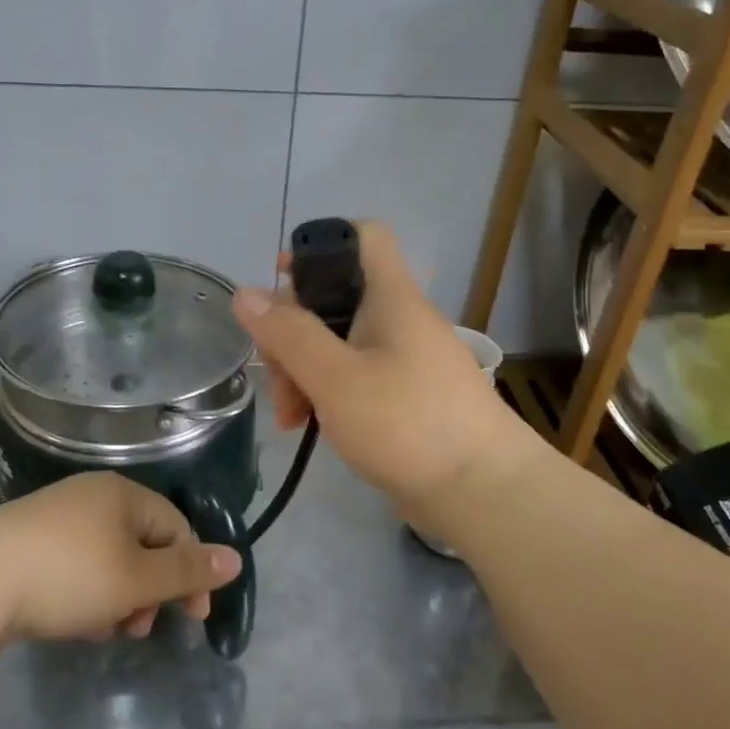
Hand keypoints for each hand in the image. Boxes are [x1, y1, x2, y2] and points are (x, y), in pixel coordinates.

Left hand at [0, 473, 242, 649]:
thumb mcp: (136, 578)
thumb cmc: (67, 574)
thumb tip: (235, 558)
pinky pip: (76, 568)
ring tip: (109, 631)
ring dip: (120, 598)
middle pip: (142, 544)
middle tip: (142, 628)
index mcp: (123, 495)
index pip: (176, 528)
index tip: (193, 619)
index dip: (191, 573)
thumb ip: (187, 572)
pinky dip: (87, 595)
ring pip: (108, 560)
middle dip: (151, 590)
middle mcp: (92, 498)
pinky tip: (77, 623)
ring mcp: (56, 520)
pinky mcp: (28, 545)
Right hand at [232, 222, 535, 513]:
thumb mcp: (336, 379)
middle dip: (294, 333)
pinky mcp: (408, 396)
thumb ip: (289, 335)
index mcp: (391, 298)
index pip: (362, 236)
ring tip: (290, 419)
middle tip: (277, 378)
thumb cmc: (408, 424)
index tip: (282, 281)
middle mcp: (400, 320)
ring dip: (305, 372)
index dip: (319, 245)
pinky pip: (358, 378)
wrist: (483, 492)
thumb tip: (245, 293)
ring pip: (341, 345)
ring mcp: (406, 360)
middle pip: (335, 300)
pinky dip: (329, 395)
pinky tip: (311, 427)